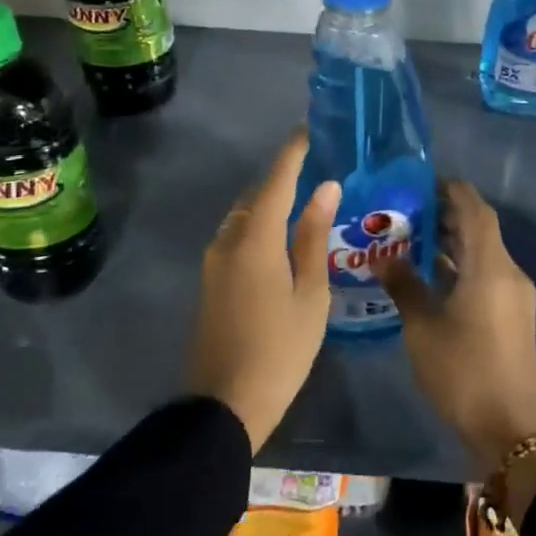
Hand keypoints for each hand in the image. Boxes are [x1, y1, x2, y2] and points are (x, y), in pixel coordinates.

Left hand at [187, 131, 340, 453]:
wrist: (225, 405)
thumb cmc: (280, 349)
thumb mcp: (310, 293)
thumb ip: (313, 236)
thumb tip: (325, 189)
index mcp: (255, 239)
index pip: (276, 181)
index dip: (292, 153)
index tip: (308, 130)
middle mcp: (228, 241)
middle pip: (256, 196)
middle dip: (282, 179)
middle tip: (315, 171)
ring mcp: (214, 262)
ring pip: (244, 218)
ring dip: (269, 205)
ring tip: (304, 205)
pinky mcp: (210, 282)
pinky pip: (237, 239)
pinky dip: (259, 228)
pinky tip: (282, 241)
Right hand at [382, 180, 535, 474]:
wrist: (508, 429)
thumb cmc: (462, 372)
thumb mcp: (423, 328)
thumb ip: (404, 285)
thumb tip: (384, 256)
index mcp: (490, 267)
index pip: (476, 210)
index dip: (453, 190)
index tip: (424, 181)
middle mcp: (509, 272)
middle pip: (481, 229)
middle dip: (448, 214)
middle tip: (410, 208)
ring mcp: (515, 295)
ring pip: (484, 252)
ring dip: (455, 241)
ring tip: (415, 236)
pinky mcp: (513, 314)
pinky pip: (488, 274)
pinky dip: (463, 265)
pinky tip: (434, 274)